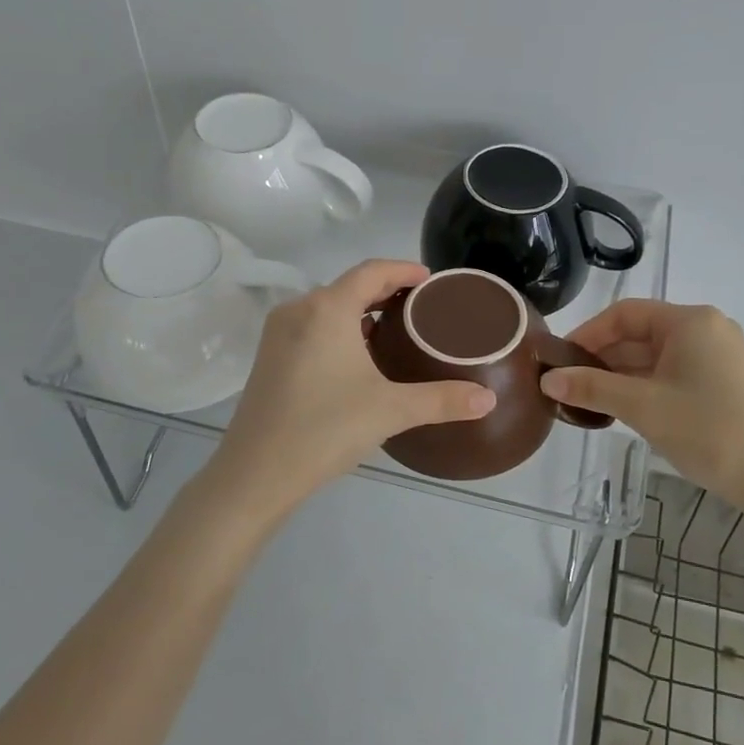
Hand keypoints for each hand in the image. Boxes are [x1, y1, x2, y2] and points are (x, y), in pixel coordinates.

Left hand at [213, 260, 495, 509]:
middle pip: (349, 285)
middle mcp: (299, 310)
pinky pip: (312, 326)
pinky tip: (358, 356)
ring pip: (328, 307)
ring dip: (361, 311)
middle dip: (386, 290)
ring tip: (395, 328)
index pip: (372, 271)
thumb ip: (442, 400)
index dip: (404, 270)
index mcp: (327, 309)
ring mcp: (279, 334)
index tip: (431, 280)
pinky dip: (340, 328)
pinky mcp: (269, 357)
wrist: (255, 474)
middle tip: (421, 306)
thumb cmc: (325, 429)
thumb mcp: (391, 410)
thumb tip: (489, 400)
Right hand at [538, 300, 743, 498]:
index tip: (559, 360)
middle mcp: (705, 329)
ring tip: (585, 399)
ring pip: (654, 355)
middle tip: (566, 383)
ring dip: (619, 374)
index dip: (587, 334)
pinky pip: (671, 372)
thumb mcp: (642, 406)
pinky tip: (619, 407)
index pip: (625, 314)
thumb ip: (592, 388)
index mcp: (690, 321)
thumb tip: (548, 380)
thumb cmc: (707, 430)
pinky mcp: (721, 381)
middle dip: (601, 357)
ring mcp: (716, 355)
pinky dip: (642, 385)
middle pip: (639, 333)